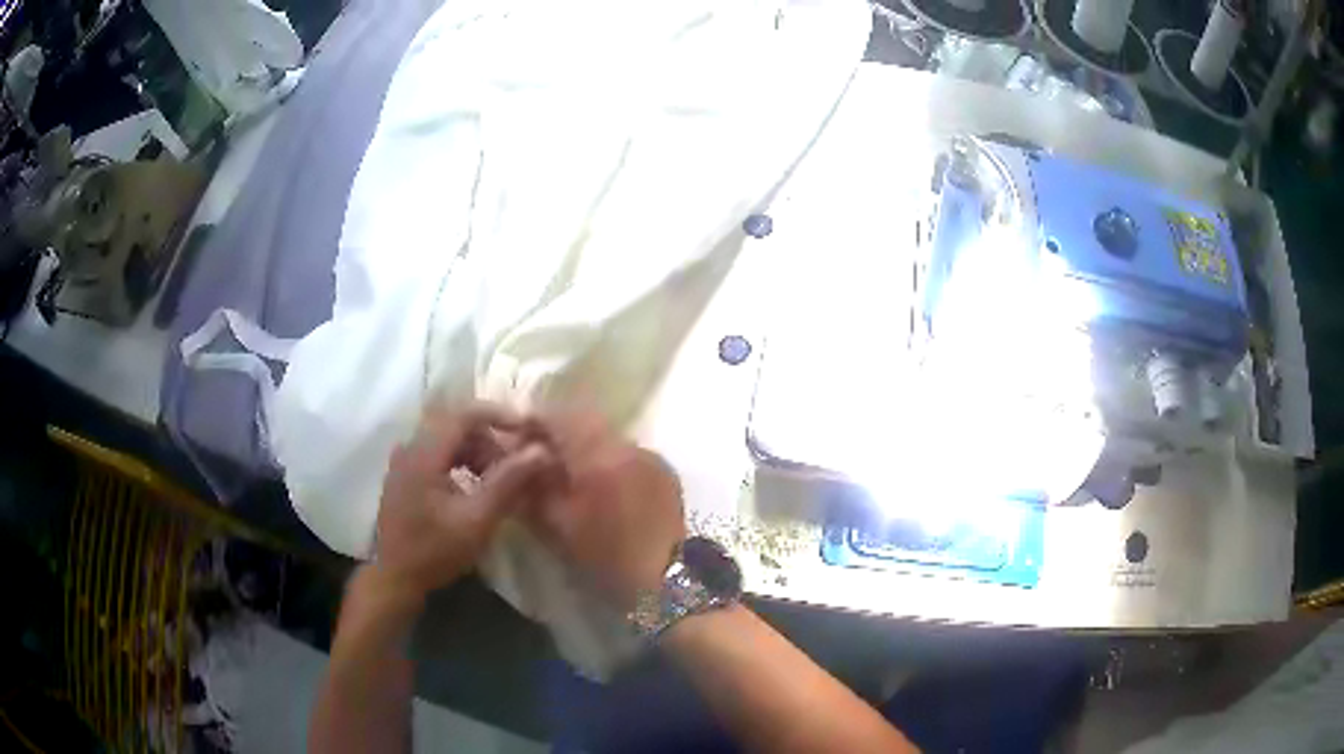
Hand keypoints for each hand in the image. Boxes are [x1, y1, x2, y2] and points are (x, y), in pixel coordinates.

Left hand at [371, 402, 558, 604]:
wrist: (395, 578)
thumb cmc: (436, 551)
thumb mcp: (477, 520)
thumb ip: (508, 482)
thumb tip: (540, 451)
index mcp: (423, 454)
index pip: (464, 414)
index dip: (499, 415)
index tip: (527, 430)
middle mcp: (410, 448)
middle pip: (456, 424)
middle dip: (490, 438)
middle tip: (517, 462)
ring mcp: (404, 461)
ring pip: (447, 439)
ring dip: (477, 451)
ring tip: (500, 478)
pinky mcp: (405, 476)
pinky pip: (438, 454)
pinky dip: (462, 462)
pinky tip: (476, 487)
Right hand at [527, 412, 686, 611]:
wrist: (665, 582)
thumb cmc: (605, 559)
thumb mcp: (557, 526)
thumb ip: (533, 487)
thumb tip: (514, 460)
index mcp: (599, 457)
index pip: (559, 416)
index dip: (534, 422)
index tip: (517, 439)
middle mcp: (628, 446)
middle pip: (585, 420)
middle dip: (559, 432)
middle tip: (540, 456)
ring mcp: (651, 456)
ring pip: (608, 436)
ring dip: (585, 445)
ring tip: (571, 474)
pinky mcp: (665, 471)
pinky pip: (628, 453)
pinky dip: (609, 460)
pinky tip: (603, 487)